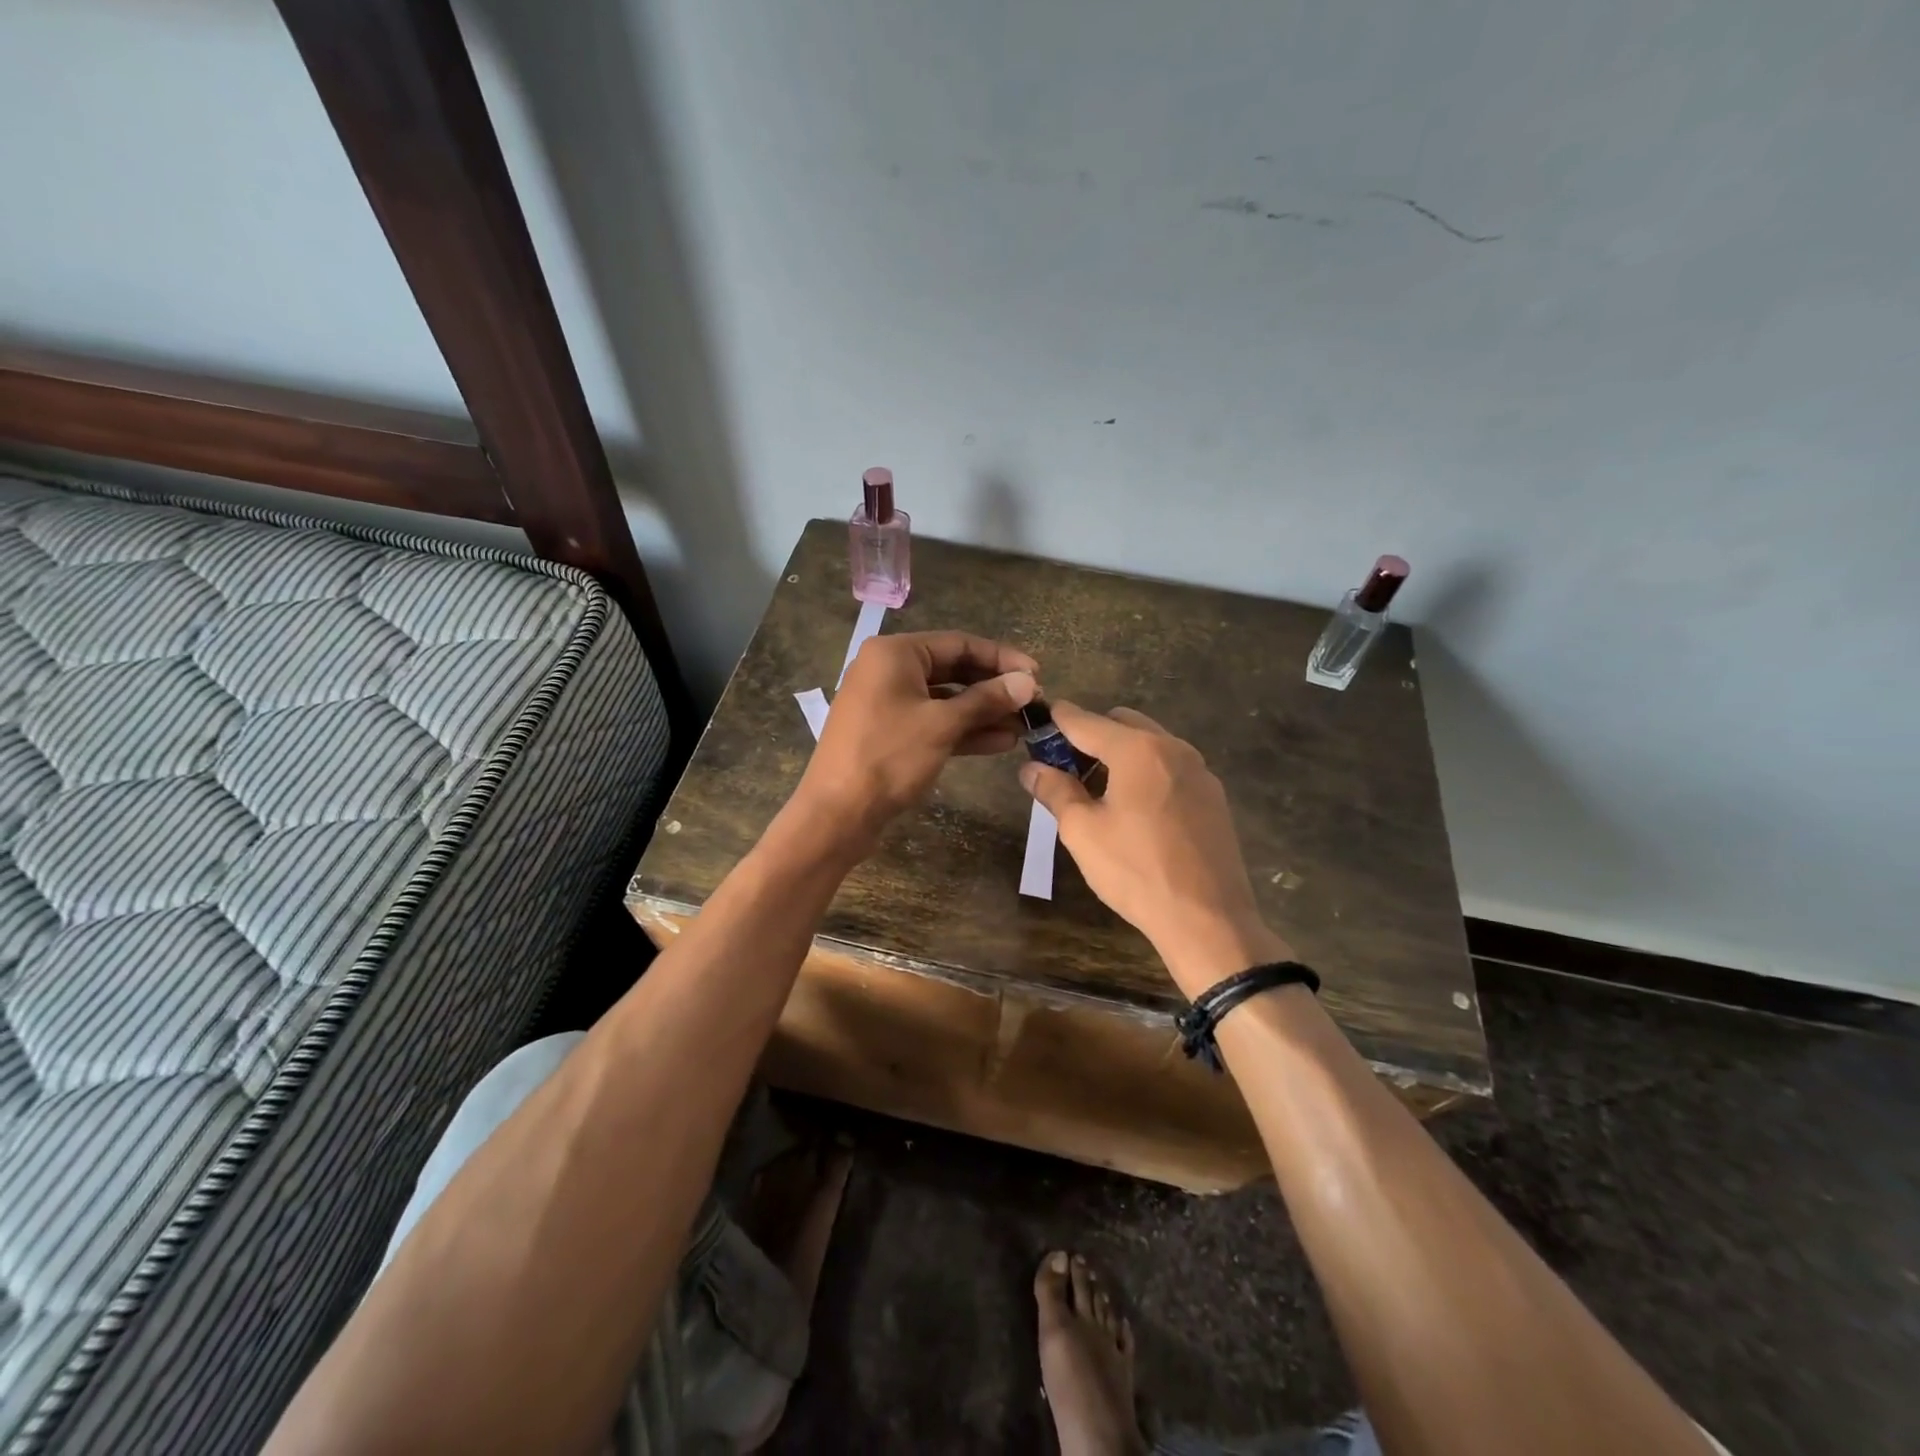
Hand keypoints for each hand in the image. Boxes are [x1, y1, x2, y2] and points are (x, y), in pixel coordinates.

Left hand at [796, 630, 1038, 856]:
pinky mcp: (889, 733)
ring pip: (945, 700)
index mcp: (895, 654)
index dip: (1001, 658)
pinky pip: (933, 722)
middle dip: (993, 688)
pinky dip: (963, 730)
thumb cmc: (889, 757)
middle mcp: (888, 670)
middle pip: (952, 670)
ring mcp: (887, 704)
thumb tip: (1029, 682)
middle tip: (1033, 703)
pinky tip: (1000, 742)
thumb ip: (987, 700)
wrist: (837, 814)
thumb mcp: (943, 724)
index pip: (959, 644)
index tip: (1037, 675)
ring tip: (1024, 726)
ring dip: (983, 712)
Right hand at [1019, 704, 1292, 995]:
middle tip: (1067, 769)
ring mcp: (1200, 772)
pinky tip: (1135, 811)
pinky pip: (1171, 769)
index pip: (1087, 721)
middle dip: (1091, 737)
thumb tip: (1031, 768)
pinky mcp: (1214, 797)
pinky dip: (1147, 773)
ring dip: (1121, 754)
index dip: (1058, 719)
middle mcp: (1173, 748)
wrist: (1208, 920)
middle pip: (1122, 724)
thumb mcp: (1083, 831)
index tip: (1038, 721)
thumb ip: (1055, 791)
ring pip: (1150, 745)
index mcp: (1138, 750)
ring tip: (1099, 792)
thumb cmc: (1136, 870)